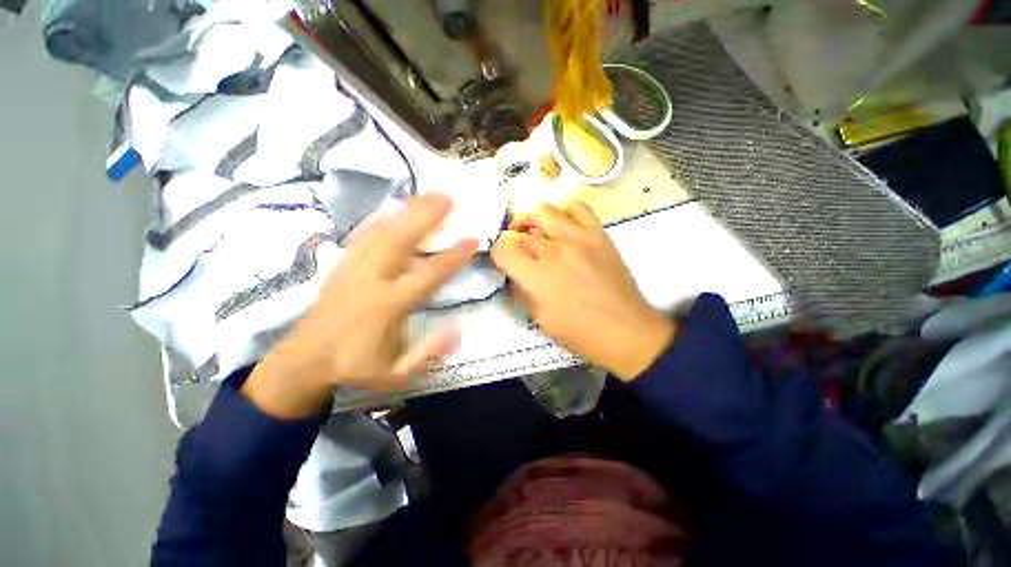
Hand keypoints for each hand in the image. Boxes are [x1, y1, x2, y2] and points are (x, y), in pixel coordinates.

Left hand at [243, 195, 477, 417]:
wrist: (304, 360)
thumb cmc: (356, 367)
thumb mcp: (396, 374)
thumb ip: (427, 353)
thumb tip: (457, 330)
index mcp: (387, 306)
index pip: (428, 275)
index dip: (453, 257)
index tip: (473, 240)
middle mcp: (371, 280)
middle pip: (400, 240)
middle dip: (425, 216)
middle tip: (448, 198)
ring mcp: (353, 268)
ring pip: (381, 232)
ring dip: (406, 211)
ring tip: (427, 195)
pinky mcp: (342, 265)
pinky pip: (363, 235)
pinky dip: (381, 219)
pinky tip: (392, 208)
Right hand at [492, 202, 674, 380]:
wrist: (626, 330)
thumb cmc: (580, 332)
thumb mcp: (539, 318)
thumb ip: (520, 291)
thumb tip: (512, 273)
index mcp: (538, 276)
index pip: (503, 248)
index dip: (498, 253)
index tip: (504, 261)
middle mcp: (555, 251)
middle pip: (522, 231)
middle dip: (514, 240)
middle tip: (520, 251)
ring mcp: (579, 238)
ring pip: (545, 210)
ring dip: (534, 221)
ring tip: (538, 233)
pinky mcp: (599, 234)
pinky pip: (578, 207)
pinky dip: (565, 212)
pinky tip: (564, 227)